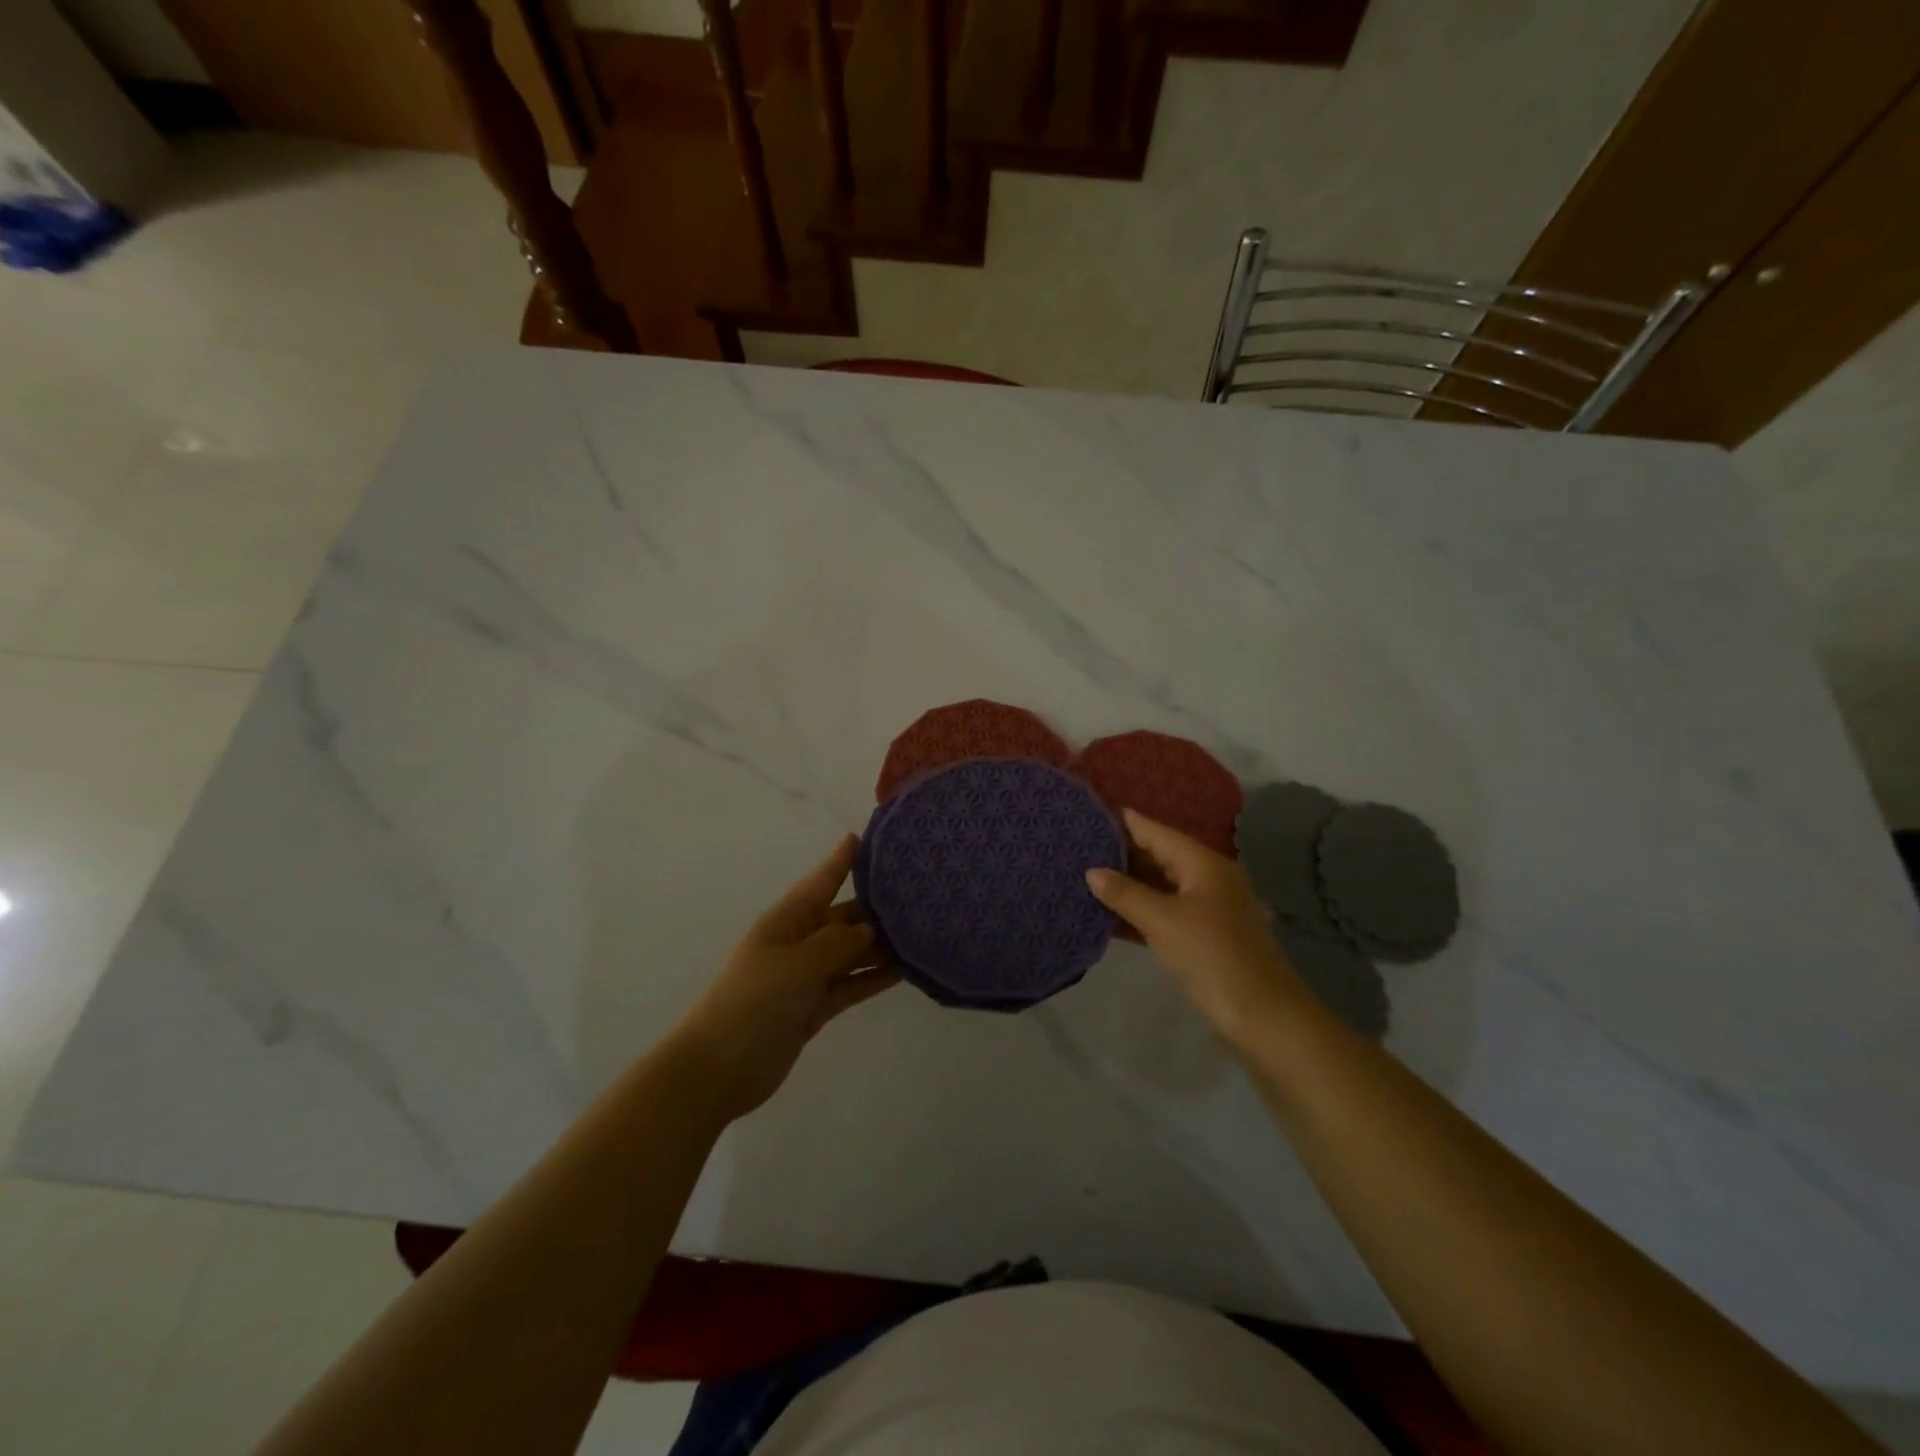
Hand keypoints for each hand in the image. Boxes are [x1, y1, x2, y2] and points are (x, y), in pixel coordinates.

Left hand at [667, 836, 898, 1122]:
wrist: (718, 1069)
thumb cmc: (752, 1003)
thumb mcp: (797, 964)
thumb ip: (837, 944)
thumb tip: (869, 931)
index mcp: (786, 920)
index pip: (821, 882)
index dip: (841, 861)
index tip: (864, 837)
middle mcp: (799, 942)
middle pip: (844, 918)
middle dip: (876, 908)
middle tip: (918, 895)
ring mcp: (807, 976)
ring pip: (852, 953)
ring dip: (882, 947)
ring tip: (923, 933)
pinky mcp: (815, 1007)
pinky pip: (851, 984)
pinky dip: (874, 978)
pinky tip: (905, 971)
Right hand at [1085, 809, 1305, 1048]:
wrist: (1263, 1018)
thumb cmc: (1212, 957)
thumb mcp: (1163, 921)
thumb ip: (1125, 894)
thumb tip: (1092, 871)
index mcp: (1203, 864)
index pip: (1156, 831)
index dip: (1124, 822)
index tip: (1090, 813)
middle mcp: (1207, 879)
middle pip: (1158, 856)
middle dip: (1120, 854)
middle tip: (1077, 848)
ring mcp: (1207, 909)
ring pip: (1159, 887)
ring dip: (1127, 885)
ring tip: (1083, 877)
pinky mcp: (1203, 937)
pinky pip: (1164, 913)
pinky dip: (1139, 912)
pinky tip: (1107, 916)